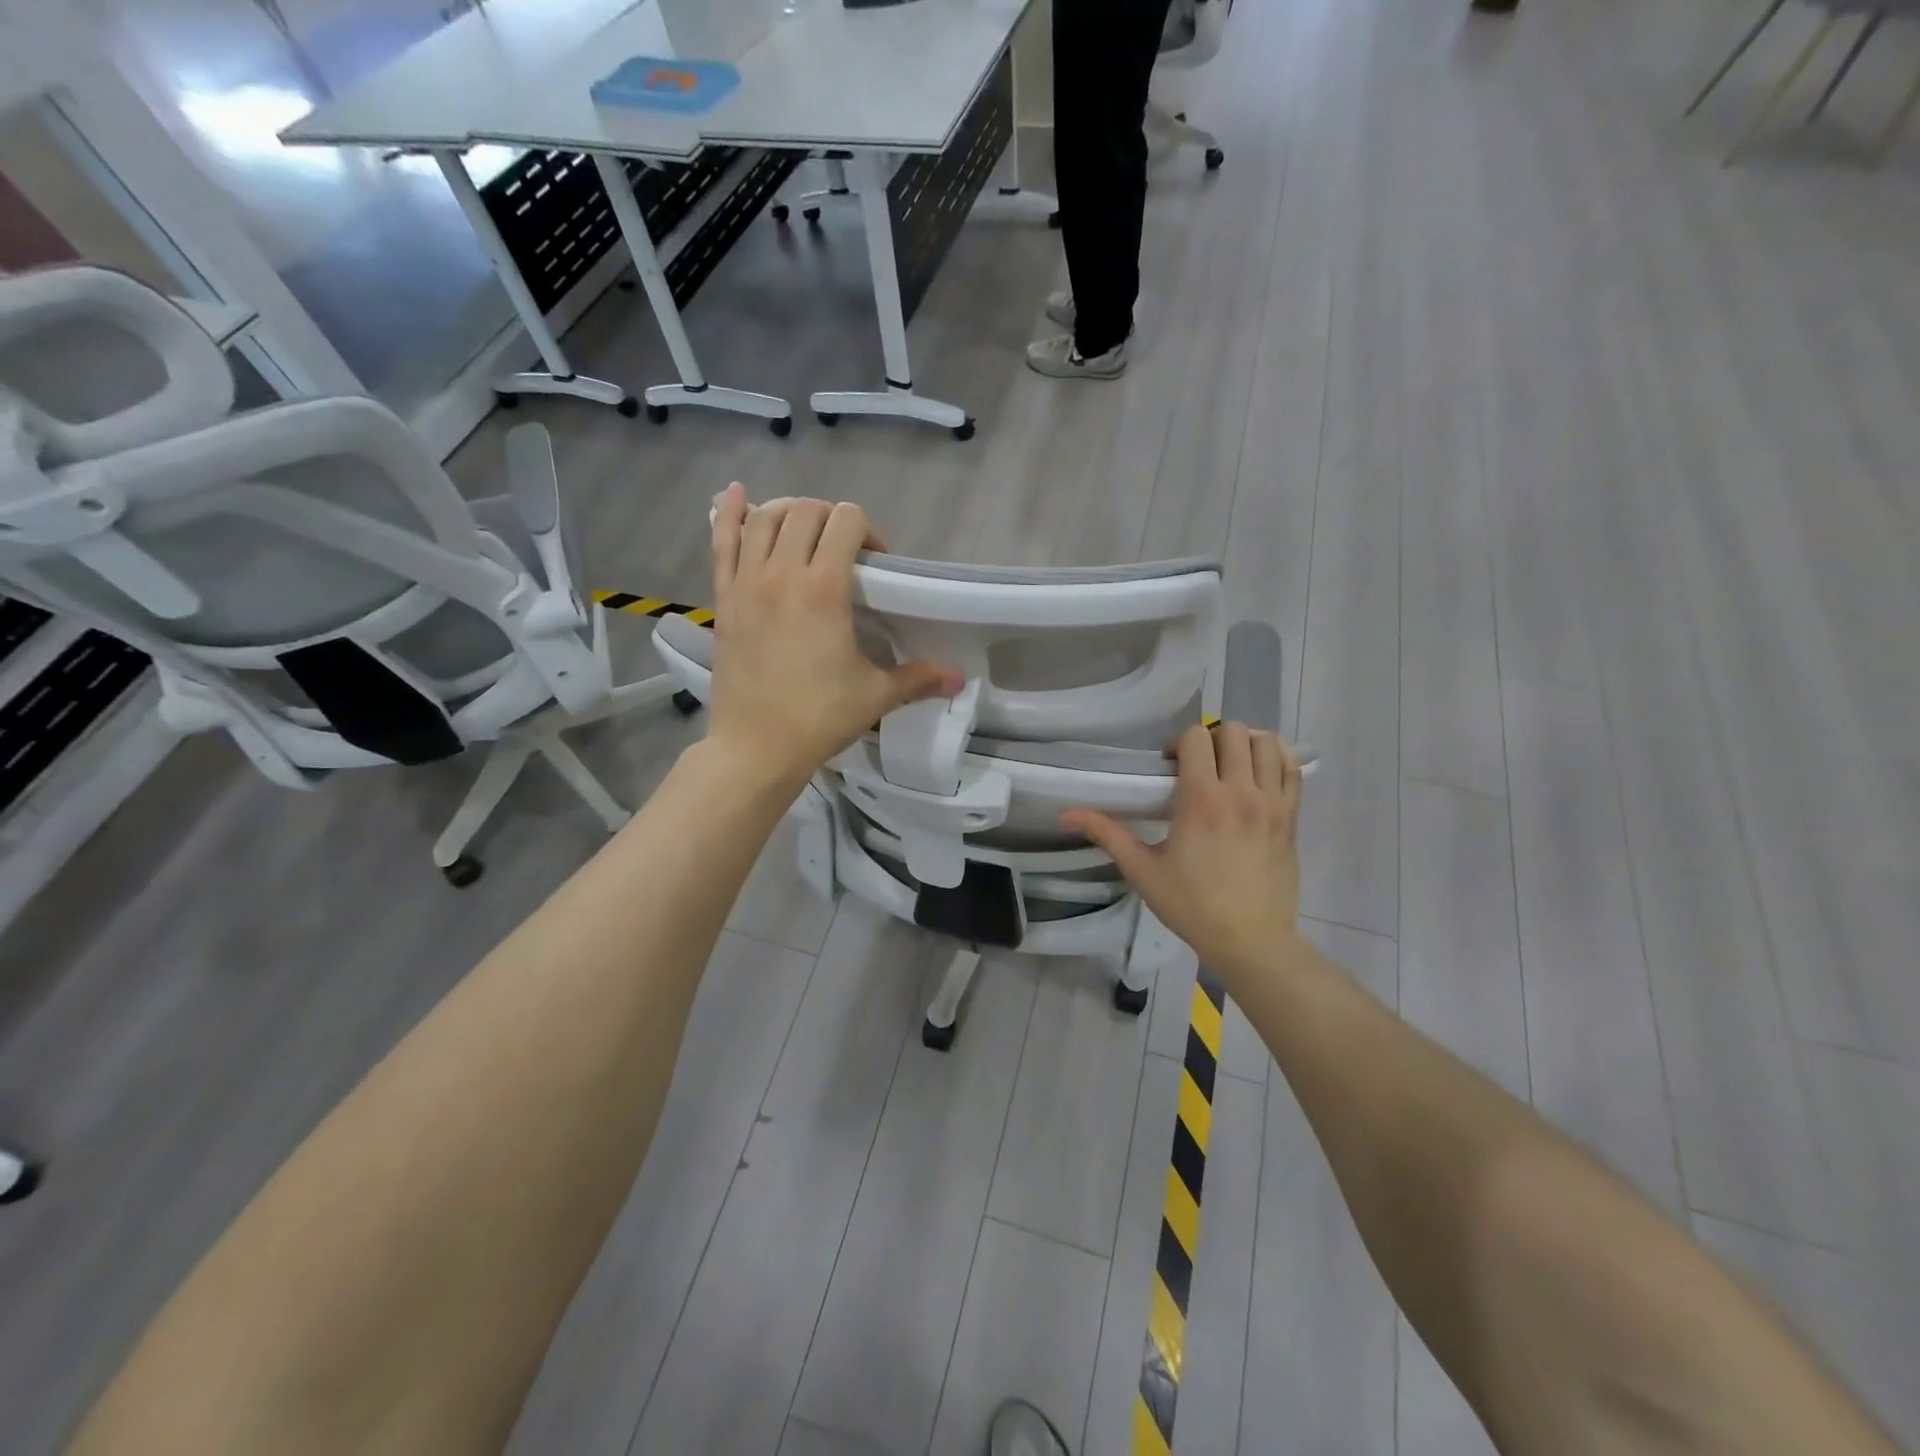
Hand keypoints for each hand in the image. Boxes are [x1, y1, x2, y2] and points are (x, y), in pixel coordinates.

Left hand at [705, 484, 961, 790]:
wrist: (756, 748)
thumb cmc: (819, 718)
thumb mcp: (875, 696)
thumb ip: (918, 678)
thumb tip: (958, 678)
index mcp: (823, 589)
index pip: (846, 521)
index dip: (868, 532)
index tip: (876, 564)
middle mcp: (781, 573)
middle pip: (806, 511)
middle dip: (831, 519)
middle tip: (844, 551)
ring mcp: (746, 584)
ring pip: (763, 519)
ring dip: (789, 513)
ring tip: (804, 530)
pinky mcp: (723, 599)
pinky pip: (722, 543)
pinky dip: (728, 513)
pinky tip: (736, 493)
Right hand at [1063, 722, 1303, 979]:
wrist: (1252, 941)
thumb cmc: (1192, 906)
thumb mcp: (1143, 871)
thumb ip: (1107, 834)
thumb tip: (1066, 814)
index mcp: (1202, 799)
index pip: (1196, 738)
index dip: (1179, 742)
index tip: (1170, 766)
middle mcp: (1241, 791)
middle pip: (1232, 731)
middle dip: (1211, 738)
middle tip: (1200, 764)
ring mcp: (1273, 803)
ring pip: (1267, 742)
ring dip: (1245, 744)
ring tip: (1231, 765)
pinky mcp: (1292, 816)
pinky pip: (1293, 768)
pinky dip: (1276, 760)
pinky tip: (1259, 775)